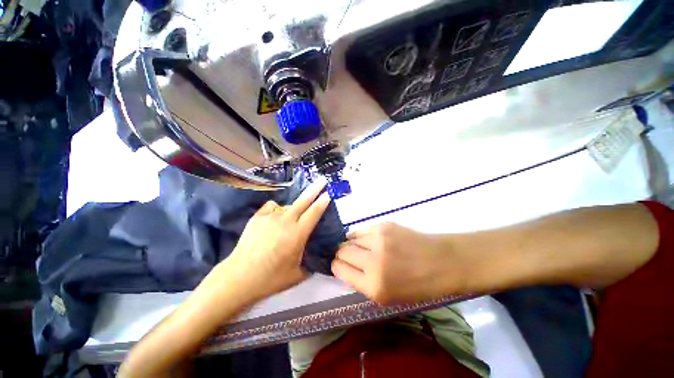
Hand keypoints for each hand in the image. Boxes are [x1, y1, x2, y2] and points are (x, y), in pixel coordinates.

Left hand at [222, 180, 331, 298]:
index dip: (322, 202)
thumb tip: (315, 256)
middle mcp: (285, 221)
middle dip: (315, 189)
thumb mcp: (298, 274)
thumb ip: (310, 263)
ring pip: (287, 205)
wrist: (239, 278)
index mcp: (298, 234)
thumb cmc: (271, 278)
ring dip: (294, 209)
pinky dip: (277, 209)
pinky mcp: (257, 217)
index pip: (314, 213)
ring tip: (292, 219)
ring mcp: (270, 217)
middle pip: (303, 201)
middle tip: (322, 180)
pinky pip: (272, 207)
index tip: (328, 194)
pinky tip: (275, 218)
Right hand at [332, 223, 470, 303]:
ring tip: (360, 247)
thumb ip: (362, 282)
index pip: (338, 269)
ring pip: (350, 238)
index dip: (336, 266)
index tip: (339, 265)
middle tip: (347, 256)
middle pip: (341, 251)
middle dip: (340, 254)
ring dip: (351, 243)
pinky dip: (360, 235)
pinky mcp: (384, 225)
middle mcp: (373, 261)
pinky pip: (362, 229)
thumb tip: (345, 266)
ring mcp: (378, 240)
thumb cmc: (418, 285)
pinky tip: (368, 239)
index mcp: (373, 286)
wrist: (443, 262)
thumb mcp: (387, 296)